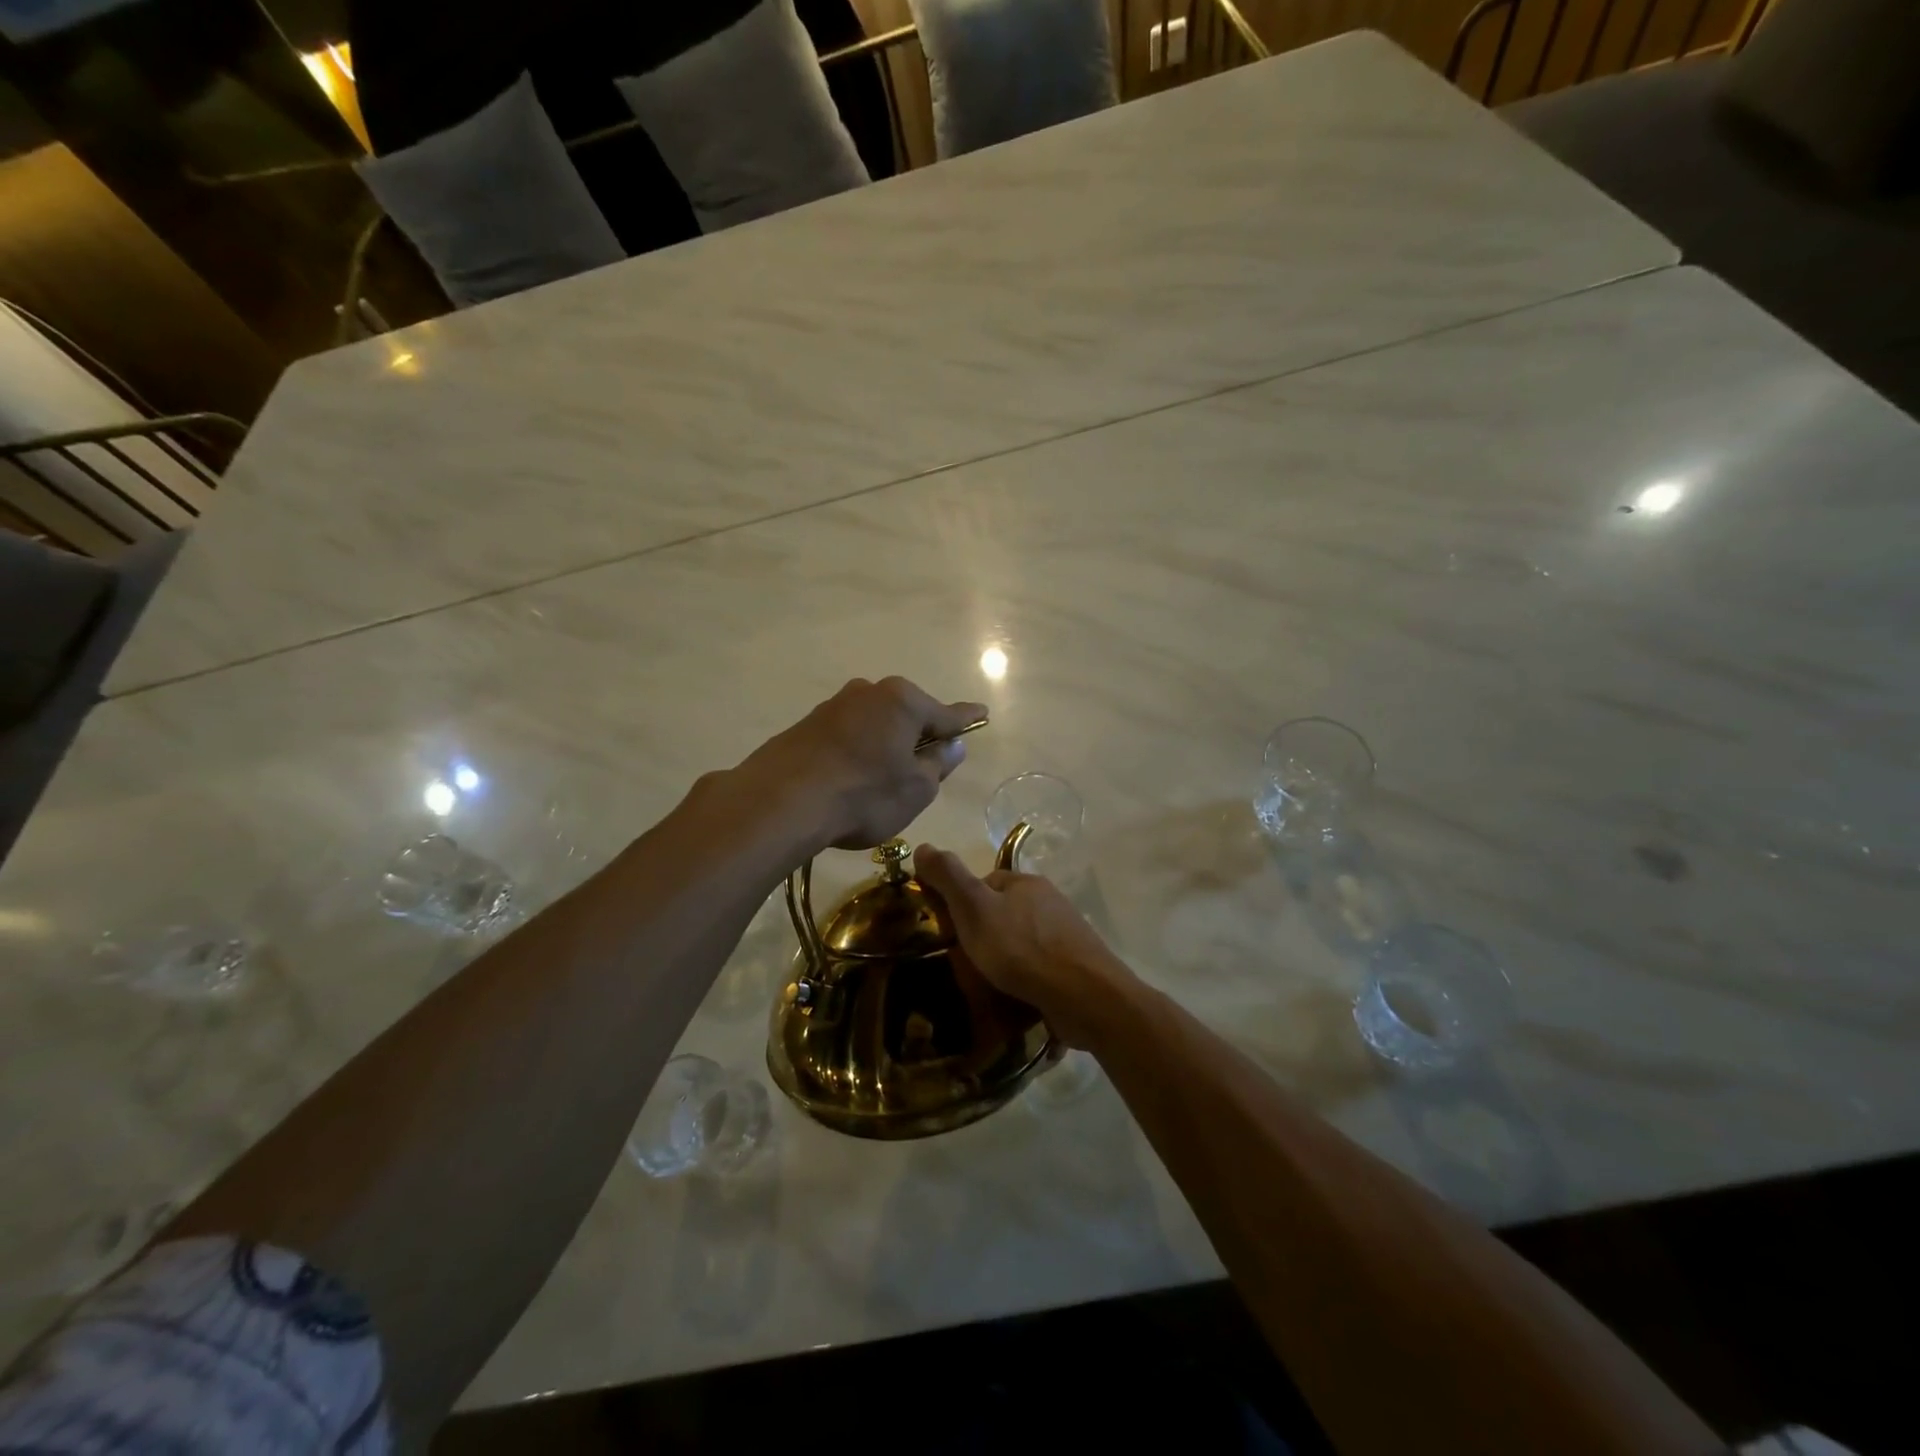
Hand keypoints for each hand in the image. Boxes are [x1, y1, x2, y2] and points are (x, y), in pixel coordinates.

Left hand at [744, 678, 985, 851]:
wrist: (782, 802)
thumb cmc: (865, 794)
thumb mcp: (916, 789)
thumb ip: (938, 764)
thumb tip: (951, 745)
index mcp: (903, 701)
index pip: (946, 713)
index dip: (966, 720)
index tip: (982, 713)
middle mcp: (868, 692)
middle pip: (906, 715)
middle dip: (918, 735)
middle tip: (925, 766)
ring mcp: (833, 706)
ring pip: (873, 725)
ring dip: (883, 745)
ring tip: (882, 782)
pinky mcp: (806, 726)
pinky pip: (846, 737)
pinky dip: (856, 754)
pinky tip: (849, 781)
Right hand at [913, 844, 1135, 1047]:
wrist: (1084, 996)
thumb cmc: (1022, 948)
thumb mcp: (974, 908)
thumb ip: (948, 877)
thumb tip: (923, 846)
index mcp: (1026, 883)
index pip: (985, 884)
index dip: (962, 905)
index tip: (947, 933)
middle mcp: (1050, 903)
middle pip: (1004, 914)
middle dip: (984, 935)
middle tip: (963, 964)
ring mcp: (1066, 936)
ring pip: (1023, 943)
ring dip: (1005, 961)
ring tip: (985, 987)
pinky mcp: (1076, 969)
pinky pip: (1040, 969)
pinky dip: (1025, 980)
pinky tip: (1015, 999)